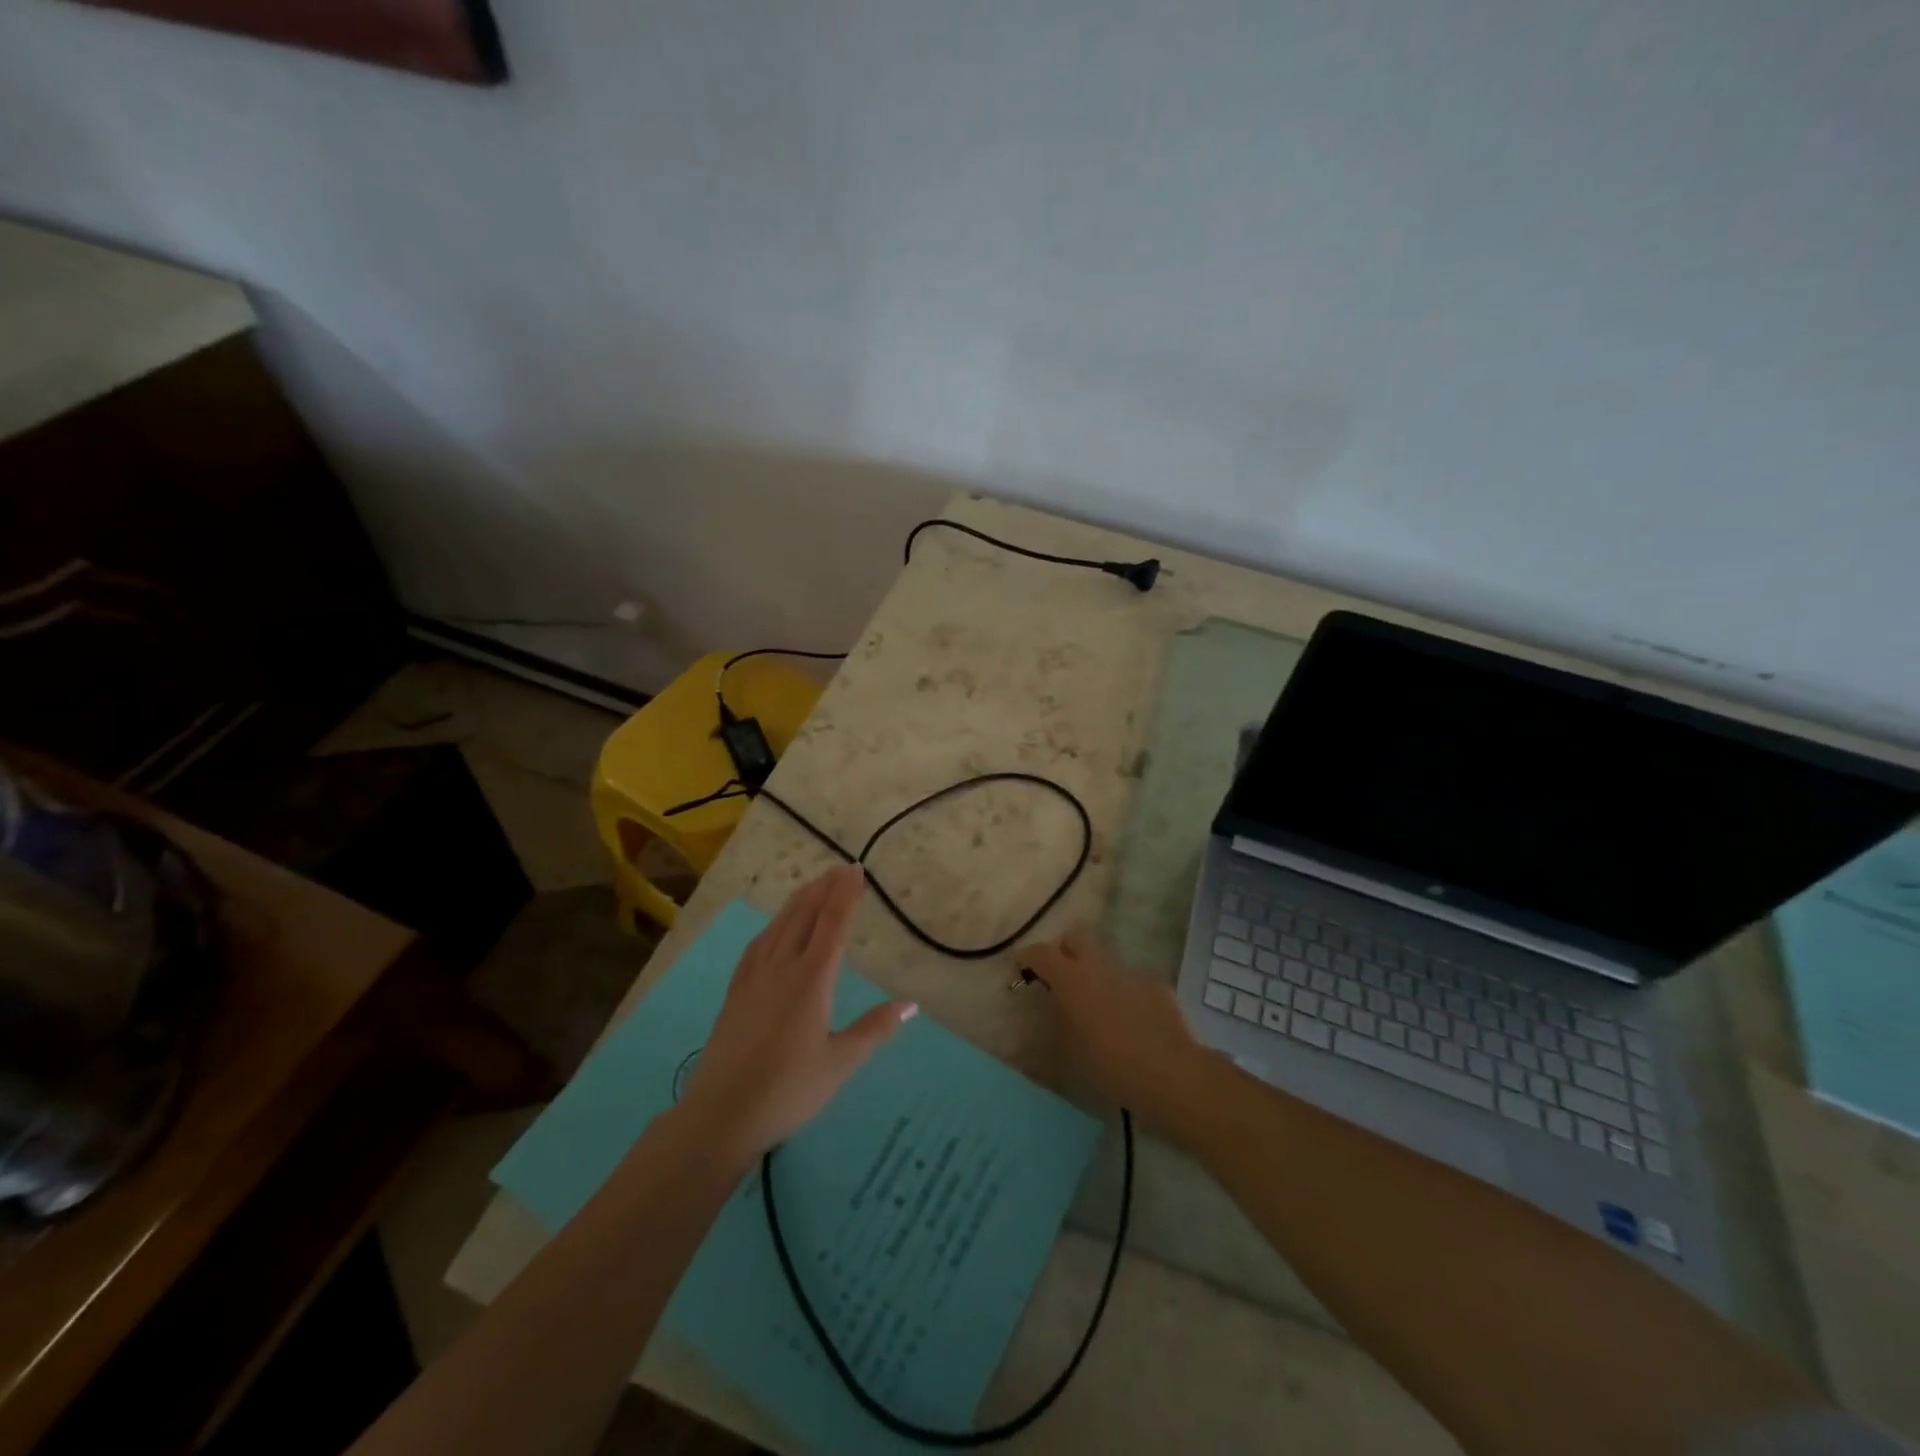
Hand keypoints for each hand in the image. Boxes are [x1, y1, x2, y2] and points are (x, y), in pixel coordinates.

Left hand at [679, 864, 916, 1166]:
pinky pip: (758, 945)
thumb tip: (911, 1005)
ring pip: (779, 926)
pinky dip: (773, 926)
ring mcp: (754, 978)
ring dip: (798, 902)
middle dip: (824, 889)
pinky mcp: (736, 992)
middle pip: (804, 916)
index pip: (832, 925)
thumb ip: (874, 1029)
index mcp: (811, 980)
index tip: (856, 871)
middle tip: (840, 868)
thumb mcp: (840, 1064)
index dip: (845, 896)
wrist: (721, 1115)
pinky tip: (774, 929)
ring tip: (812, 886)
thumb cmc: (788, 1090)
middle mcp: (782, 968)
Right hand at [1018, 928, 1207, 1117]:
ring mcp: (1130, 972)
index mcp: (1070, 979)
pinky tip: (1134, 1023)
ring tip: (1103, 1011)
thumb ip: (1060, 1018)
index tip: (1022, 971)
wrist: (1168, 1073)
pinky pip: (1132, 982)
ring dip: (1098, 977)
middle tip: (1062, 980)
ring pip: (1105, 962)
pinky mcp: (1156, 985)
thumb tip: (1058, 1006)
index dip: (1027, 958)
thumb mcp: (1070, 1048)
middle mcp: (1098, 966)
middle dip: (1065, 952)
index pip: (1040, 952)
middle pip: (1075, 938)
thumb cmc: (1109, 1065)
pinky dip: (1126, 995)